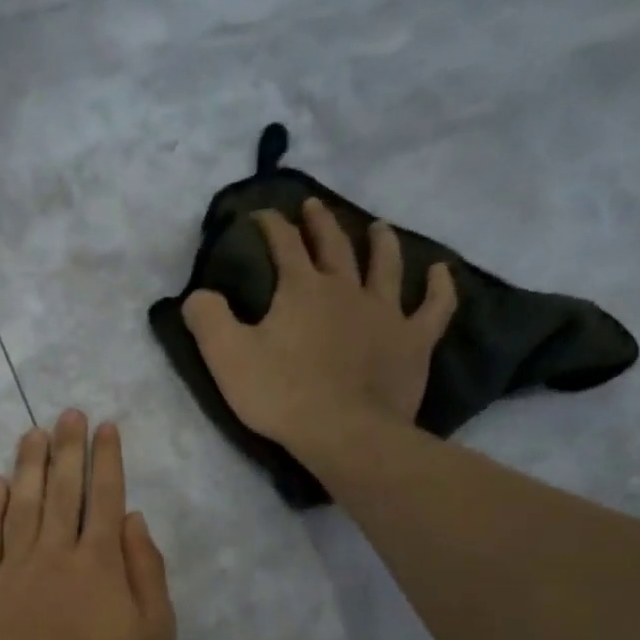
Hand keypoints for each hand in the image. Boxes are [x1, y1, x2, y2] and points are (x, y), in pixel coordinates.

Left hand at [0, 411, 176, 639]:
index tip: (105, 427)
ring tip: (33, 433)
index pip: (105, 498)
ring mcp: (11, 572)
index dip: (107, 459)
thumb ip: (148, 574)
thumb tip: (134, 519)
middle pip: (61, 490)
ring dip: (27, 465)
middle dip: (67, 448)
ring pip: (19, 505)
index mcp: (101, 565)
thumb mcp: (156, 639)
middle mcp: (55, 555)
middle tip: (68, 414)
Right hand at [183, 200, 455, 458]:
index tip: (260, 215)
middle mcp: (346, 289)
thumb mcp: (227, 357)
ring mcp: (385, 313)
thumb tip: (198, 294)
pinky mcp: (413, 341)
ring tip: (377, 227)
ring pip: (385, 266)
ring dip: (380, 243)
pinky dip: (440, 287)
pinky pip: (434, 307)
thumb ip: (208, 318)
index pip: (283, 244)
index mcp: (301, 289)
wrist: (344, 433)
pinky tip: (442, 272)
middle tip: (313, 206)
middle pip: (333, 246)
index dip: (270, 225)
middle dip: (319, 223)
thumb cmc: (281, 394)